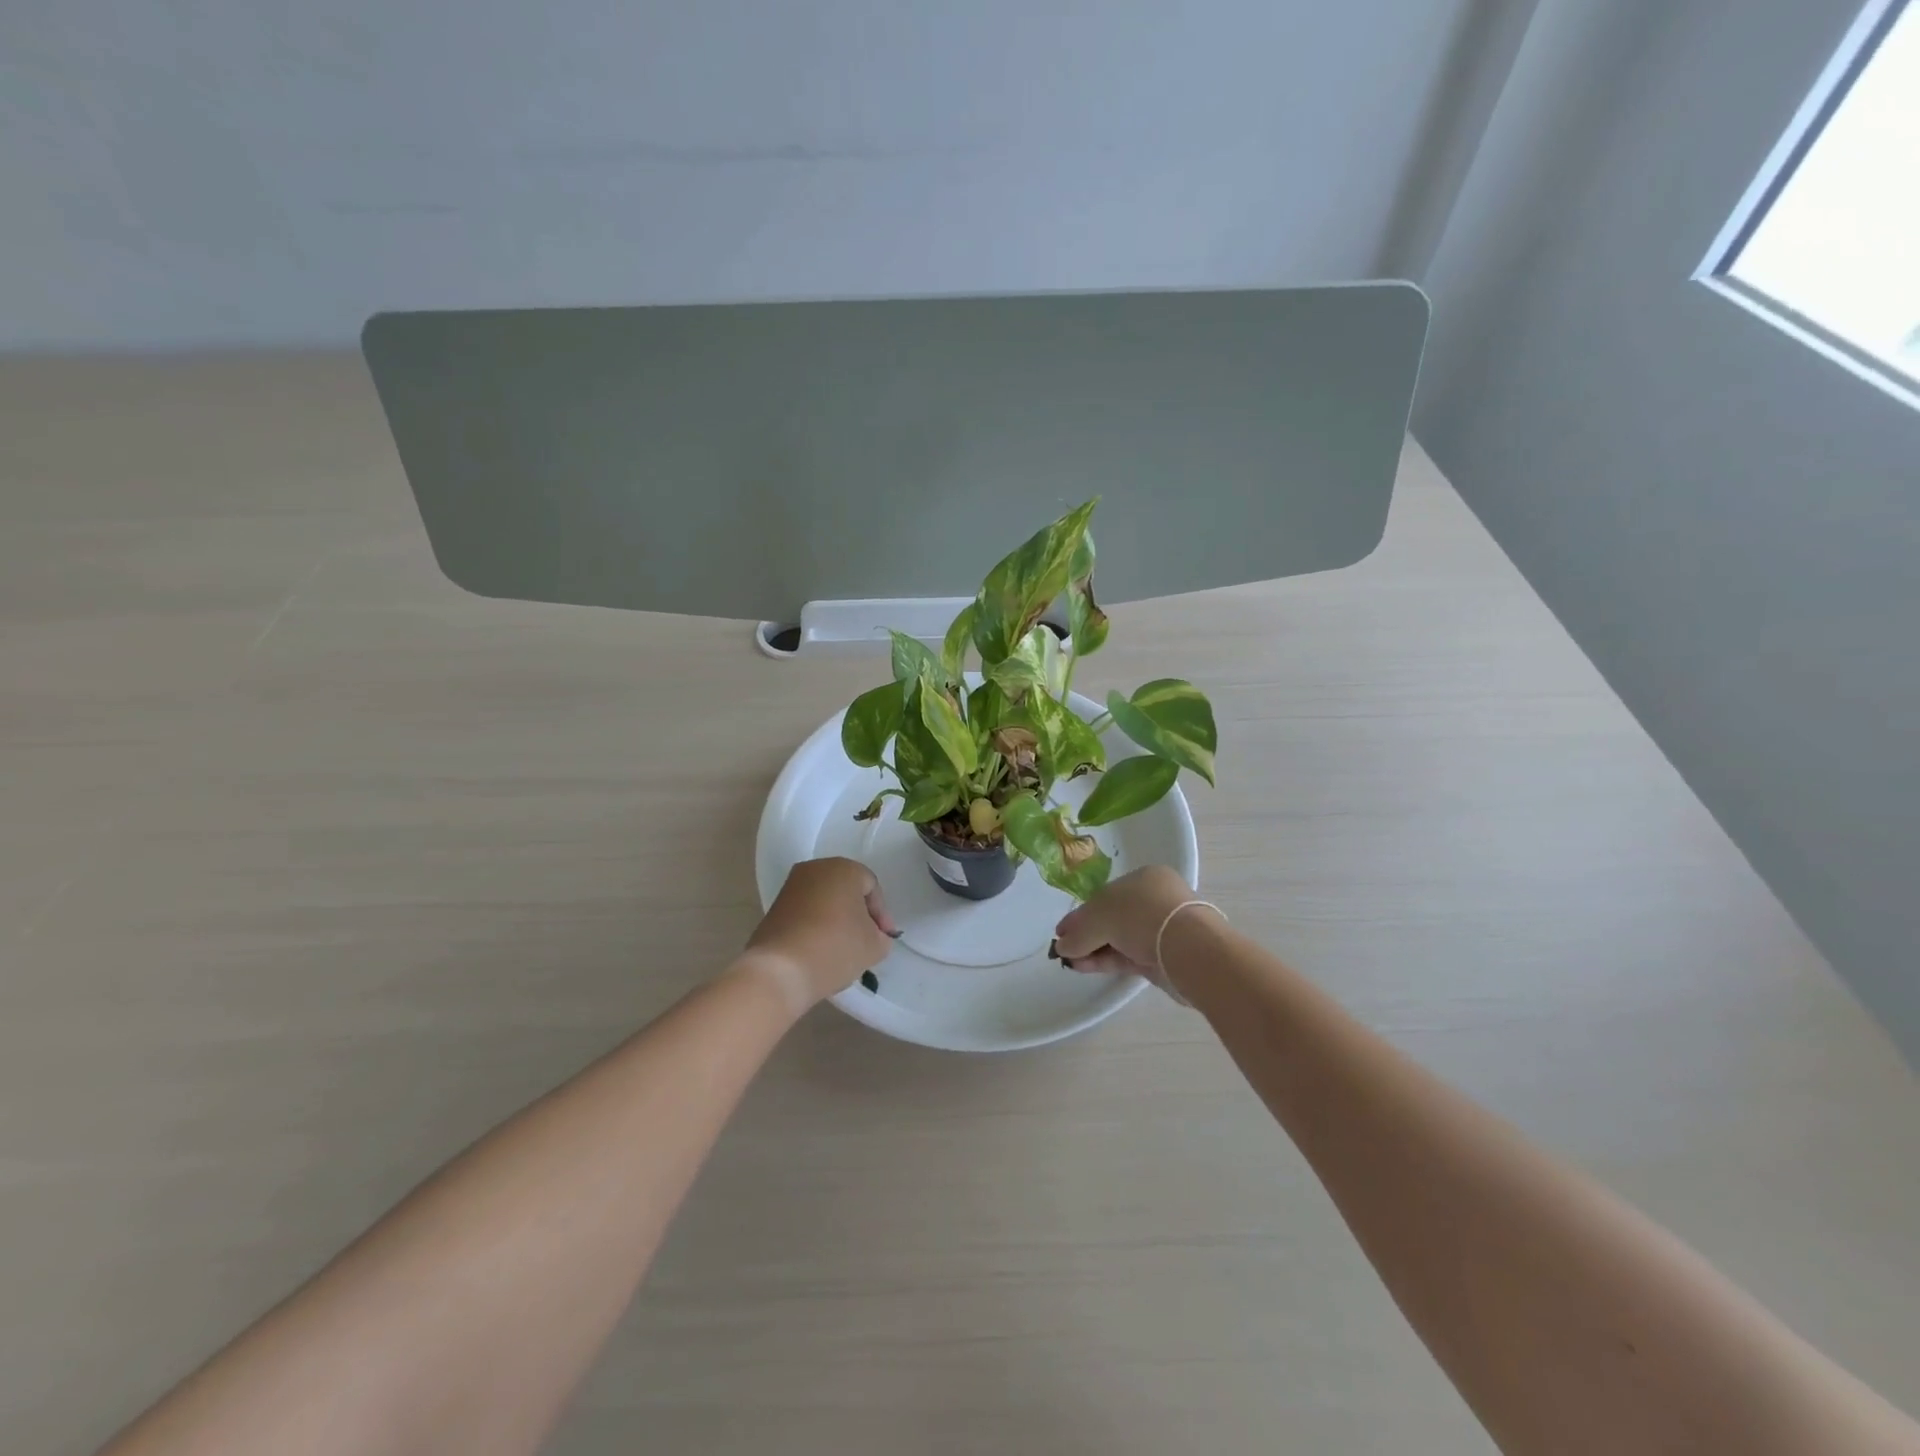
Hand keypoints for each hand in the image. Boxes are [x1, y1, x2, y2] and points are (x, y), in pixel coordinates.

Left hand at [744, 857, 899, 1011]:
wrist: (779, 970)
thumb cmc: (835, 947)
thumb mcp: (874, 946)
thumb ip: (881, 936)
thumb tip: (873, 935)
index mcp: (843, 869)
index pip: (871, 887)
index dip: (881, 914)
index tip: (883, 938)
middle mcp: (815, 869)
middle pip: (846, 890)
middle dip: (858, 914)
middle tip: (867, 940)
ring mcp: (790, 887)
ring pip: (824, 901)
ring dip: (836, 920)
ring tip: (843, 948)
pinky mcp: (773, 908)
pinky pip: (805, 913)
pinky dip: (816, 926)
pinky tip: (821, 950)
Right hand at [1052, 865, 1206, 994]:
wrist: (1189, 949)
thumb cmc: (1142, 916)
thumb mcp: (1100, 916)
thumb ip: (1079, 931)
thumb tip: (1062, 946)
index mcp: (1144, 878)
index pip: (1106, 895)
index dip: (1081, 913)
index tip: (1061, 931)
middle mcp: (1154, 900)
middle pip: (1112, 918)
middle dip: (1086, 933)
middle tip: (1064, 949)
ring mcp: (1160, 930)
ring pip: (1120, 939)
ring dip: (1093, 949)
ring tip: (1069, 962)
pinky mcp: (1163, 957)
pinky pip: (1127, 956)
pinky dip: (1105, 961)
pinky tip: (1084, 967)